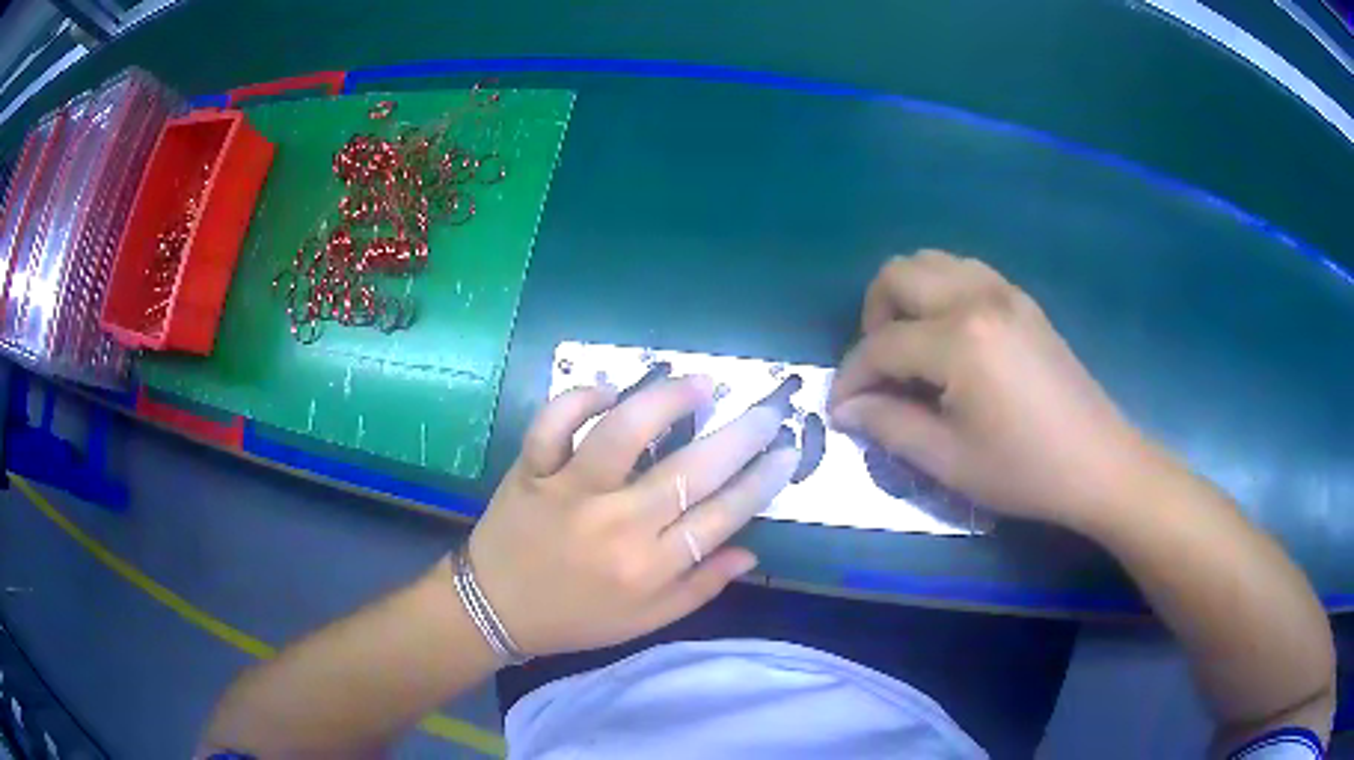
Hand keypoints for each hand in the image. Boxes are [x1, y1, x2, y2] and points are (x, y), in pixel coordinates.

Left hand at [467, 374, 798, 656]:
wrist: (494, 609)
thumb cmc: (576, 618)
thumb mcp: (645, 620)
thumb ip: (700, 587)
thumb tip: (750, 551)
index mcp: (648, 567)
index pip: (722, 516)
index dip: (761, 481)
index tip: (786, 453)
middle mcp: (616, 524)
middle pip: (690, 471)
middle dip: (740, 436)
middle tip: (766, 411)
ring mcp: (569, 491)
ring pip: (623, 433)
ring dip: (667, 401)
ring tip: (700, 384)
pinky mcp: (531, 469)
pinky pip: (553, 423)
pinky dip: (578, 399)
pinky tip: (607, 392)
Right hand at [829, 250, 1152, 526]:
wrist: (1099, 462)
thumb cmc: (1025, 470)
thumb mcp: (949, 460)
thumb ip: (889, 425)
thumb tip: (846, 409)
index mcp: (959, 339)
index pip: (882, 344)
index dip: (851, 376)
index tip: (841, 408)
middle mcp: (977, 297)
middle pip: (898, 274)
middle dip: (873, 317)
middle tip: (880, 368)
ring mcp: (1004, 292)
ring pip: (932, 262)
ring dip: (907, 298)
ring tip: (911, 348)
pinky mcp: (1022, 300)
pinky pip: (964, 272)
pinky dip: (940, 292)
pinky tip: (948, 339)